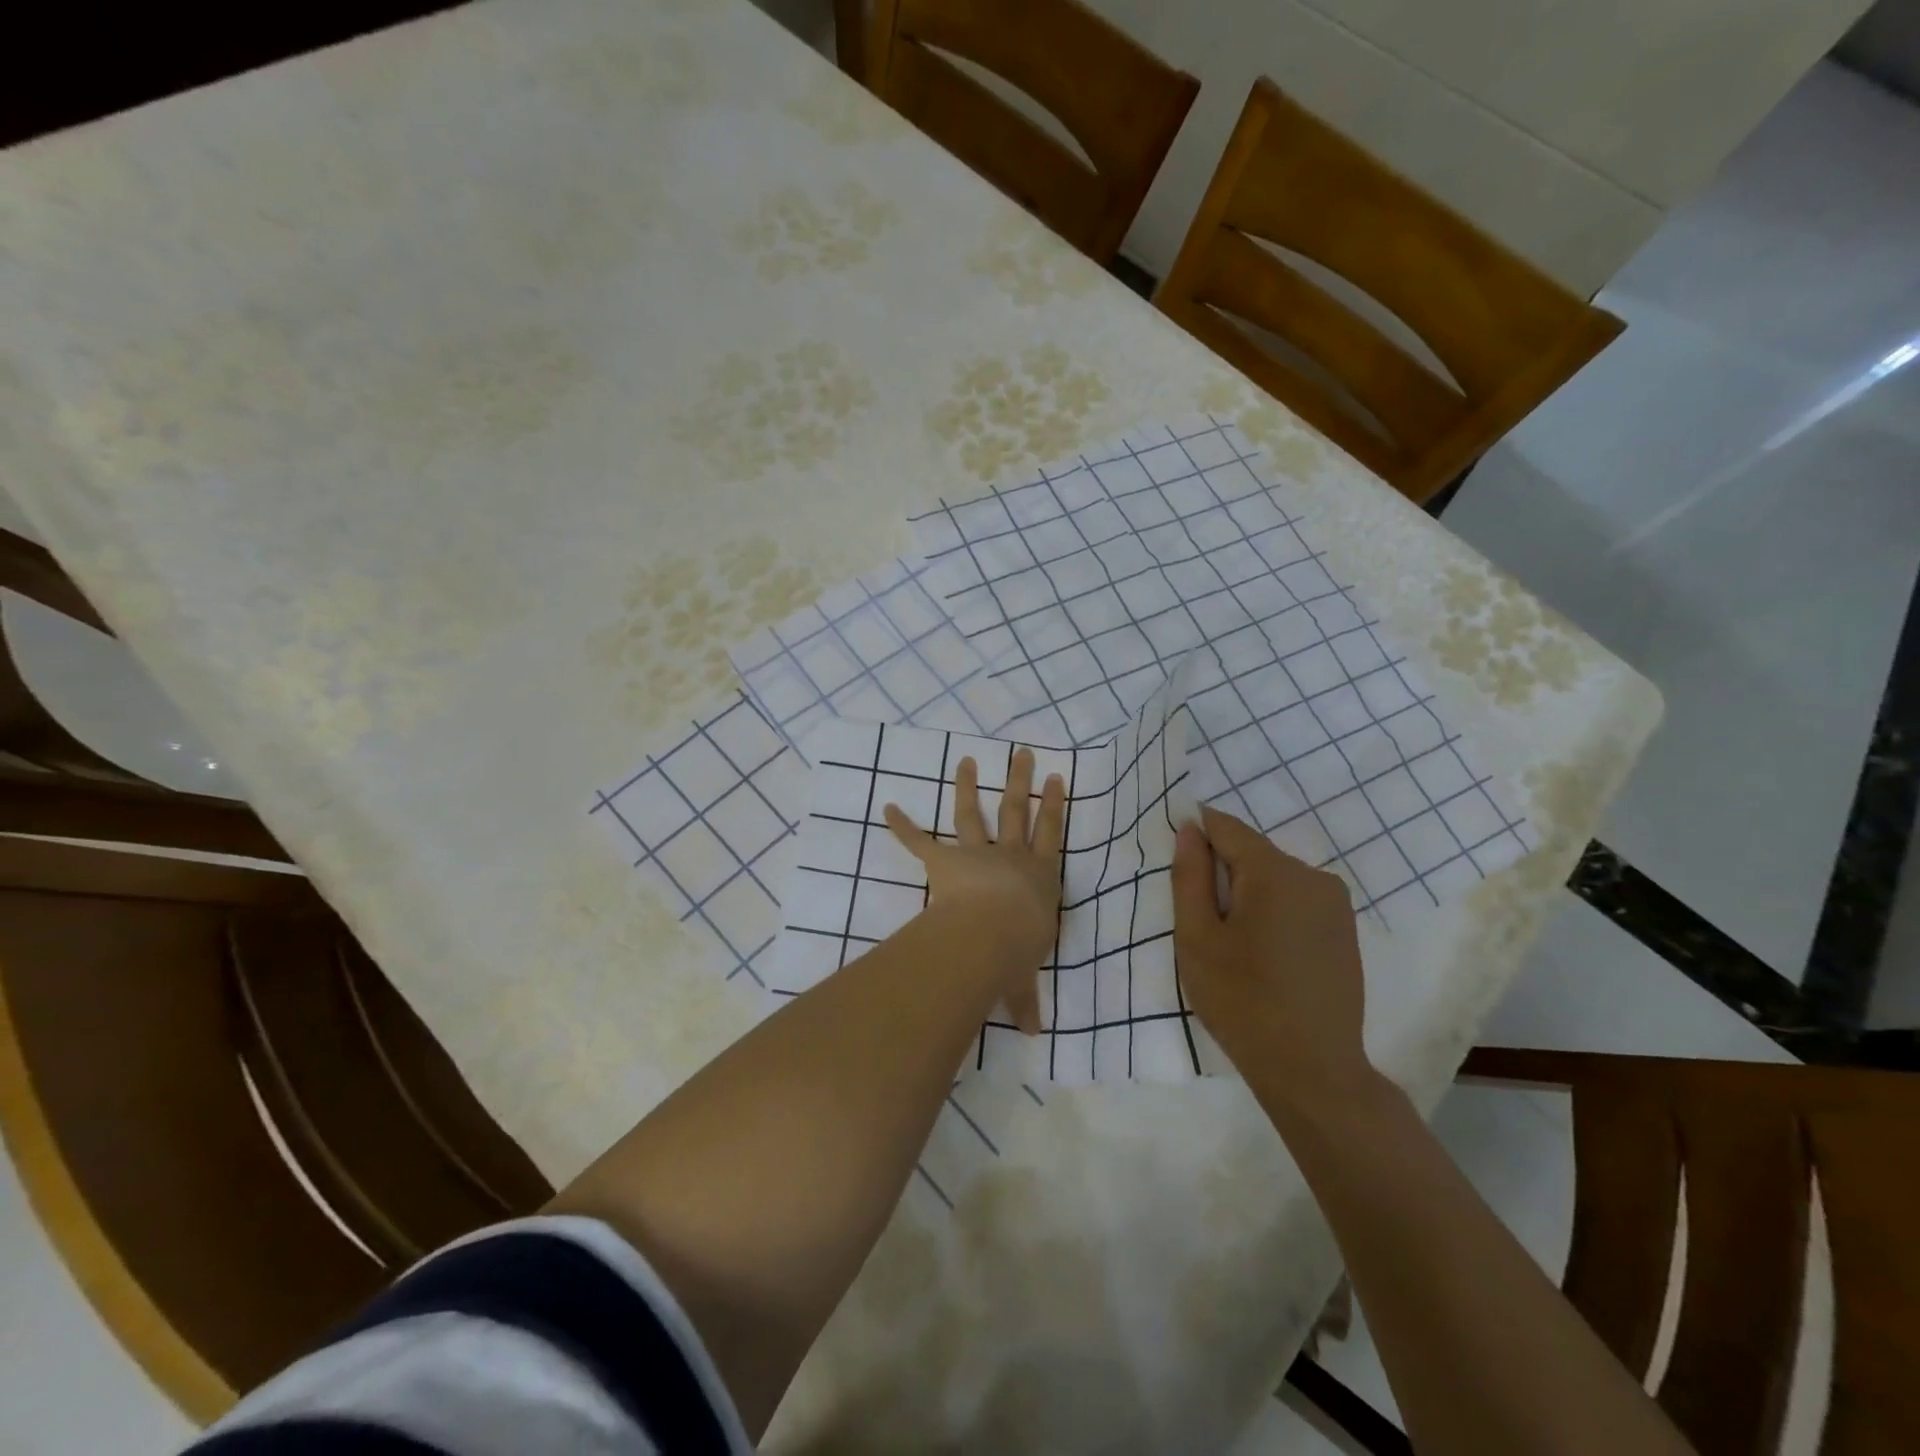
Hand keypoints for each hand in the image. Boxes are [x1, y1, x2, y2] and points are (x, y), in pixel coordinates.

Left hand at [883, 747, 1065, 1032]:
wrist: (991, 934)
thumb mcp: (1024, 977)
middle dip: (1021, 781)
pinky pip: (920, 841)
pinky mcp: (944, 861)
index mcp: (1038, 876)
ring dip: (969, 786)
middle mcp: (1011, 857)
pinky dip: (902, 826)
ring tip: (967, 760)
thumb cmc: (1018, 951)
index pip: (1050, 834)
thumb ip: (1025, 998)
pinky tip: (887, 807)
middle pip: (1018, 811)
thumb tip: (1035, 1032)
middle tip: (1025, 754)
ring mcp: (976, 854)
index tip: (1057, 780)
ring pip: (974, 813)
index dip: (1054, 806)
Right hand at [1171, 806, 1371, 1114]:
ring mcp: (1335, 903)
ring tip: (1233, 944)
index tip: (1178, 867)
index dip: (1196, 835)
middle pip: (1252, 853)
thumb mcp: (1197, 937)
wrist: (1312, 1068)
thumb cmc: (1241, 1000)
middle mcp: (1313, 875)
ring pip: (1274, 877)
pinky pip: (1296, 900)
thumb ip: (1190, 876)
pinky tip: (1264, 954)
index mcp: (1275, 871)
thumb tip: (1190, 830)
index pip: (1226, 828)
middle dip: (1222, 873)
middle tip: (1202, 922)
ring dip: (1247, 894)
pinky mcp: (1345, 929)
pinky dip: (1273, 912)